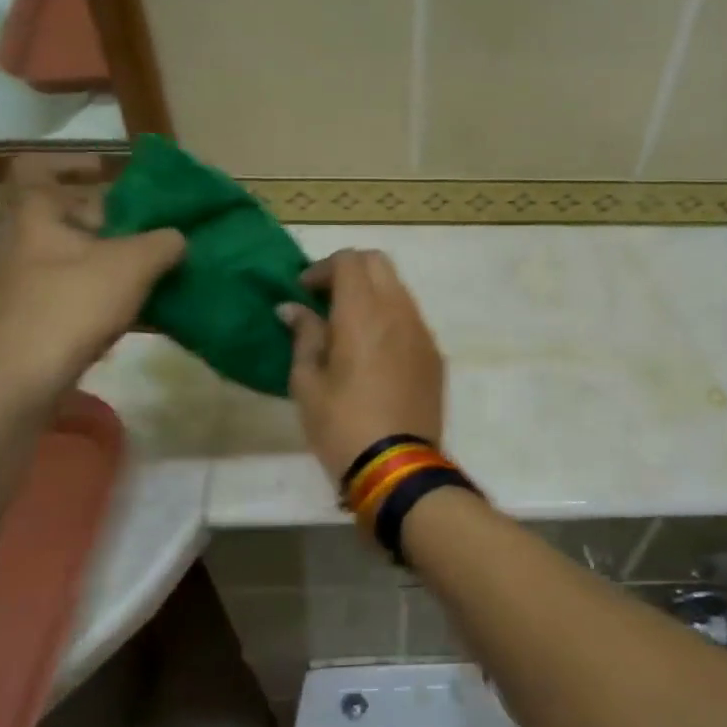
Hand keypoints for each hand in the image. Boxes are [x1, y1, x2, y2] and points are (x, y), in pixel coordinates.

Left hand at [0, 155, 184, 394]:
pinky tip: (136, 309)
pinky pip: (68, 287)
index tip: (107, 171)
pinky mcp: (26, 313)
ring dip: (105, 256)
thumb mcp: (134, 265)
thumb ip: (163, 242)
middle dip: (103, 217)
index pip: (37, 166)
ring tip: (147, 269)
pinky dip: (98, 289)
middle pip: (59, 212)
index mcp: (32, 213)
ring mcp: (18, 278)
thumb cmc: (73, 303)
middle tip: (142, 227)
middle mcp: (17, 239)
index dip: (72, 163)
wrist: (24, 375)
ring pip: (67, 252)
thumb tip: (177, 237)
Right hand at [278, 249, 444, 483]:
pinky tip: (374, 349)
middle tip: (325, 300)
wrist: (398, 466)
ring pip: (398, 289)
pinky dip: (390, 317)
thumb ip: (304, 336)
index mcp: (363, 312)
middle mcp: (398, 311)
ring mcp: (422, 332)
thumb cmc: (341, 424)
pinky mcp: (434, 355)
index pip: (349, 260)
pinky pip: (411, 318)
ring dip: (372, 293)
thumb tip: (292, 308)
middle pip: (378, 263)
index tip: (303, 291)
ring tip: (348, 325)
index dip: (322, 268)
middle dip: (349, 271)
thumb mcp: (307, 382)